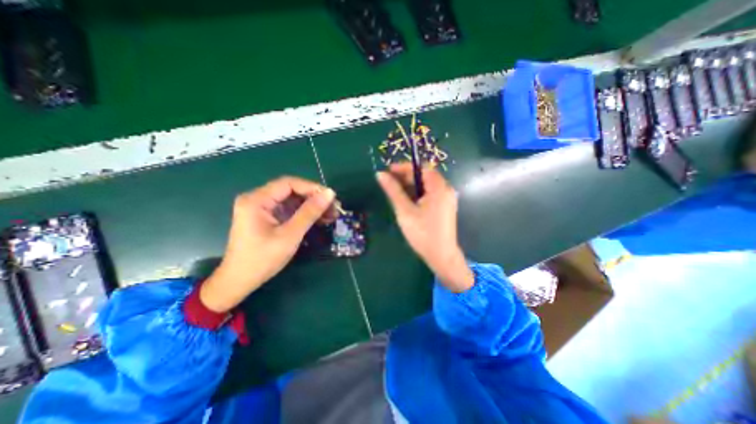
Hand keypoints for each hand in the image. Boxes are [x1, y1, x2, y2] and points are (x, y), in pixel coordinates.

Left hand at [198, 175, 334, 311]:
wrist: (239, 281)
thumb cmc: (263, 259)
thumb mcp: (290, 234)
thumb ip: (310, 212)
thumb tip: (330, 193)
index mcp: (257, 200)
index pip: (289, 183)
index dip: (312, 188)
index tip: (331, 197)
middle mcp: (257, 199)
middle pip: (291, 190)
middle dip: (314, 198)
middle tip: (334, 208)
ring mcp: (261, 208)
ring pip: (292, 200)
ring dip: (311, 206)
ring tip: (330, 215)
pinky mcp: (266, 217)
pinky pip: (288, 209)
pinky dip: (304, 213)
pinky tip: (318, 219)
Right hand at [376, 164, 470, 292]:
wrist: (441, 256)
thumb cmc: (422, 233)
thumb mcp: (405, 211)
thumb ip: (393, 191)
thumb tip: (380, 174)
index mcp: (439, 188)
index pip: (421, 168)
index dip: (404, 167)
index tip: (388, 170)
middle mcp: (446, 190)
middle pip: (425, 176)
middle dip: (406, 176)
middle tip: (389, 182)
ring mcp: (447, 199)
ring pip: (427, 185)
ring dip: (411, 185)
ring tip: (395, 191)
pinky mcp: (444, 207)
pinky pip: (430, 194)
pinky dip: (418, 194)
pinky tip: (407, 200)